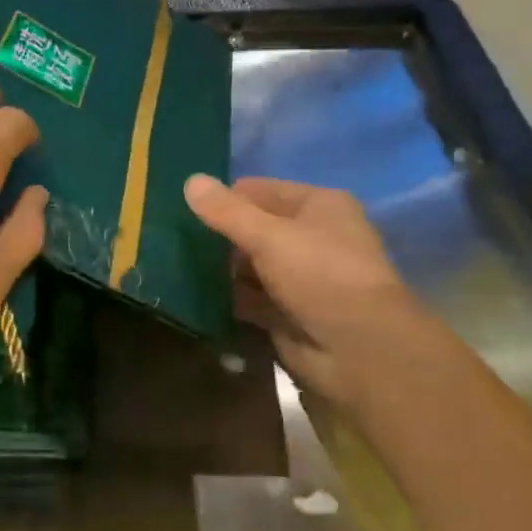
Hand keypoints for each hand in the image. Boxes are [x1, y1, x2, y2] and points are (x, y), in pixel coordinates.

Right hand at [185, 174, 416, 406]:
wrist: (359, 350)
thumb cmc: (320, 274)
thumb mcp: (269, 235)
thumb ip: (227, 212)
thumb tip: (190, 180)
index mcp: (319, 206)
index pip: (262, 190)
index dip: (226, 198)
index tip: (183, 208)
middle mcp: (312, 238)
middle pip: (255, 229)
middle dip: (219, 236)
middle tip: (172, 239)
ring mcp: (301, 278)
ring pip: (250, 266)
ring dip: (220, 269)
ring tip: (174, 265)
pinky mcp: (288, 314)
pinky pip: (250, 299)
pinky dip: (227, 298)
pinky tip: (192, 296)